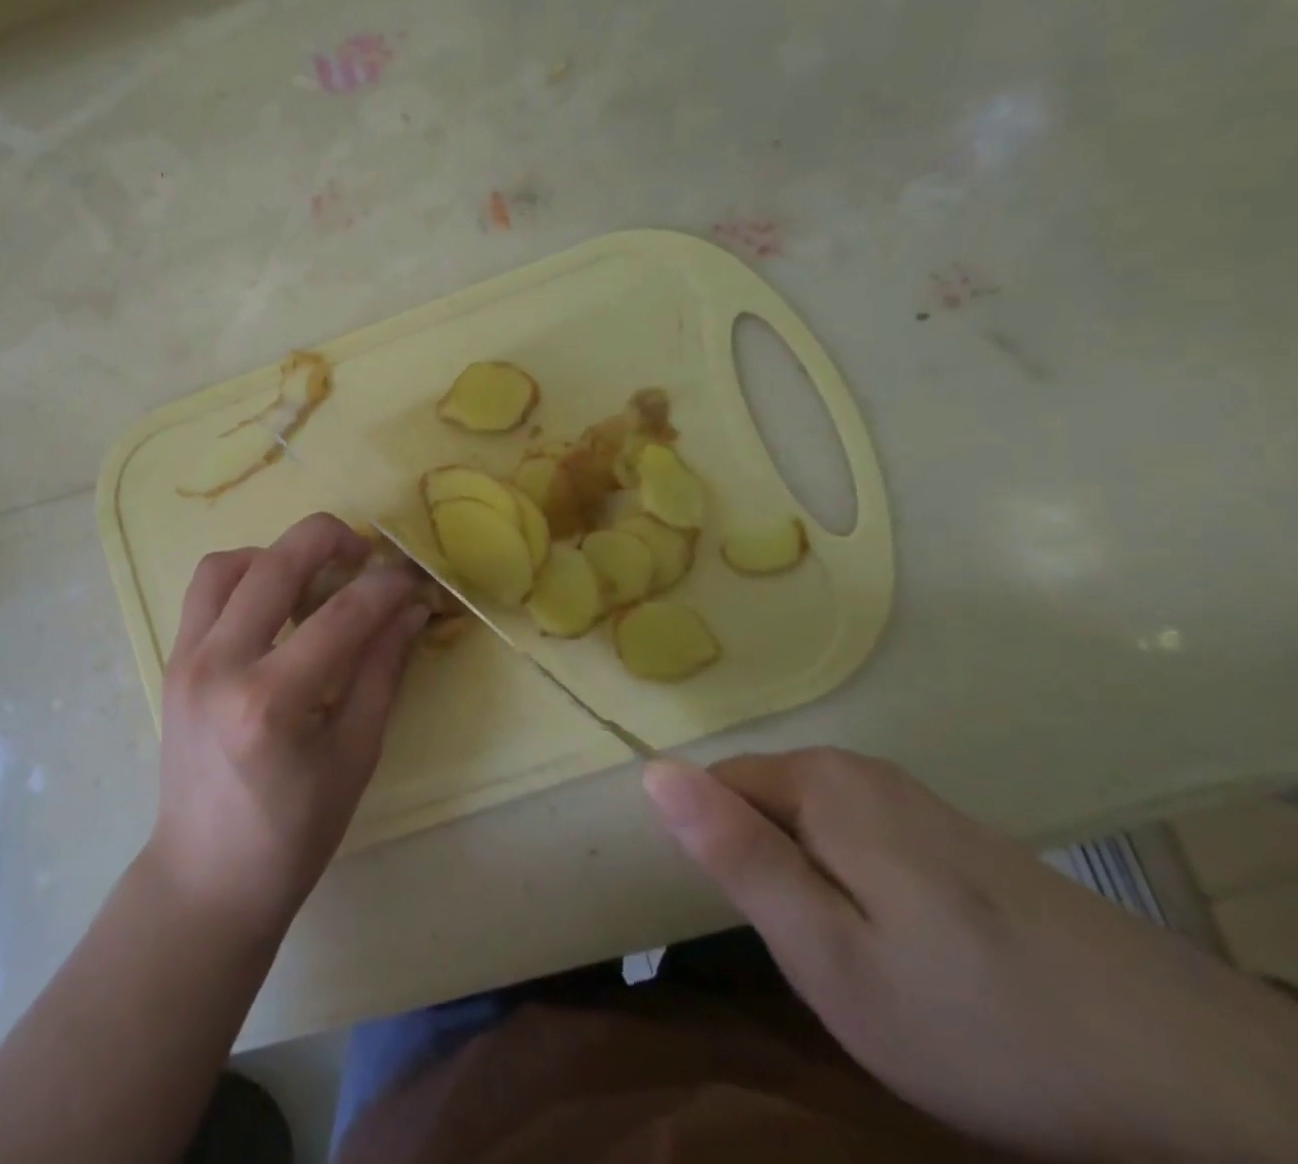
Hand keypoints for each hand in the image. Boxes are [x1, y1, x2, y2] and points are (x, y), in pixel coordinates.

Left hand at [147, 513, 428, 938]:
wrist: (206, 877)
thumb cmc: (293, 834)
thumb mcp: (355, 756)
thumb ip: (383, 671)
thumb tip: (410, 608)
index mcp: (270, 703)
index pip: (341, 615)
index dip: (385, 586)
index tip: (411, 577)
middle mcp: (220, 666)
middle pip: (276, 564)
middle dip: (329, 539)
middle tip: (363, 552)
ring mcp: (186, 659)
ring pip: (228, 564)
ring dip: (277, 553)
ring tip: (312, 575)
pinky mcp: (172, 660)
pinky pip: (205, 591)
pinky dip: (243, 575)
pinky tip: (273, 601)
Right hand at [644, 748, 1297, 1162]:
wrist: (1202, 1084)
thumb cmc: (979, 1019)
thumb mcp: (828, 955)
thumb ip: (735, 855)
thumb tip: (651, 769)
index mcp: (822, 782)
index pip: (715, 786)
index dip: (721, 855)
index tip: (759, 927)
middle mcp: (864, 771)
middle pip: (767, 805)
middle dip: (771, 873)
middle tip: (819, 960)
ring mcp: (919, 803)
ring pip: (816, 829)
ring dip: (816, 888)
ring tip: (867, 966)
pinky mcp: (960, 840)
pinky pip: (867, 846)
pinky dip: (864, 894)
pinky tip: (920, 960)